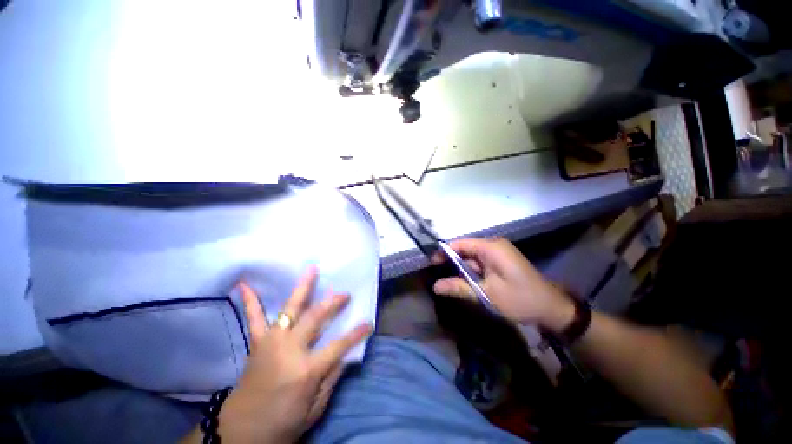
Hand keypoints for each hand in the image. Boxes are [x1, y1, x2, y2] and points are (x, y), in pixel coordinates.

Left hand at [217, 267, 372, 443]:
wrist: (242, 433)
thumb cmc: (284, 422)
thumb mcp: (316, 407)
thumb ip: (332, 377)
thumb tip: (345, 352)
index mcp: (307, 369)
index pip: (339, 345)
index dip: (356, 333)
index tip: (368, 322)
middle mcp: (290, 350)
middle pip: (316, 318)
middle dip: (333, 303)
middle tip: (344, 293)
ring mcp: (272, 343)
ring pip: (290, 310)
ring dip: (303, 288)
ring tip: (311, 269)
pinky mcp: (257, 344)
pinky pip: (254, 320)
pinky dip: (250, 302)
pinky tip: (245, 284)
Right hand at [431, 238, 573, 332]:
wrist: (552, 309)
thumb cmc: (520, 299)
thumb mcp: (487, 294)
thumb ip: (459, 287)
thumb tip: (436, 286)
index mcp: (490, 248)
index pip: (460, 243)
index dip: (444, 252)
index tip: (431, 264)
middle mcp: (493, 246)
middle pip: (465, 250)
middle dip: (452, 262)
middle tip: (437, 275)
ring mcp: (498, 254)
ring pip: (472, 258)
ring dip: (461, 270)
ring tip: (448, 281)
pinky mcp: (500, 262)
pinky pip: (480, 264)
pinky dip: (471, 272)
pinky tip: (465, 283)